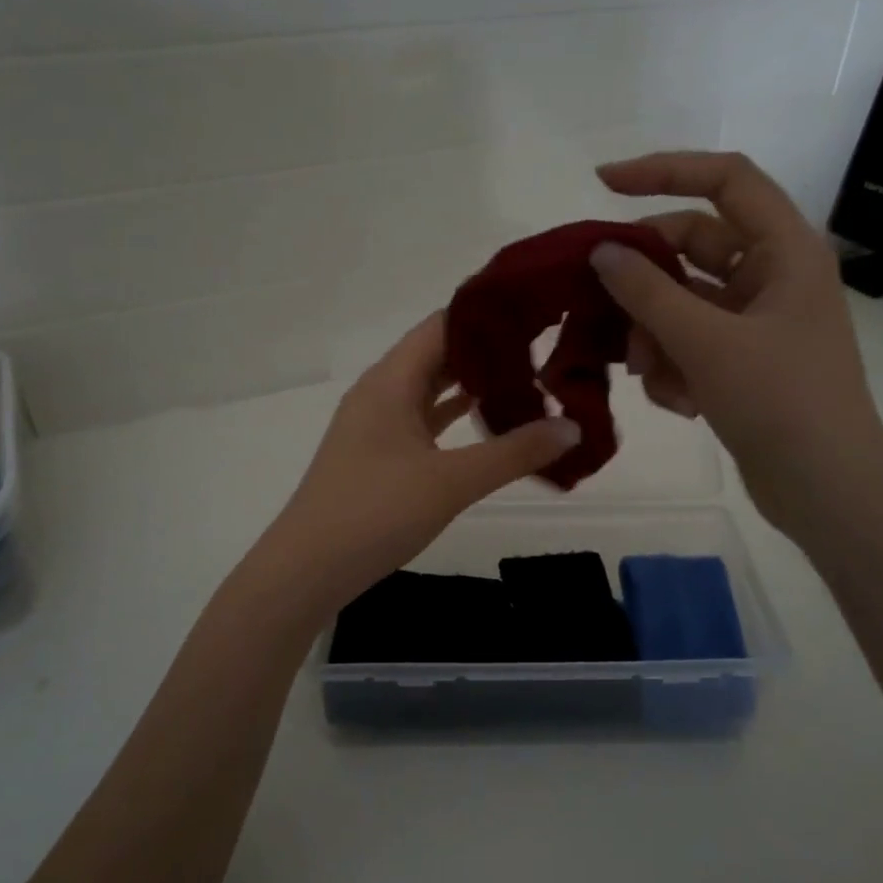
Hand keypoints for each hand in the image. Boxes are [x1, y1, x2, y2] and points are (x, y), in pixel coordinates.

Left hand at [260, 313, 581, 610]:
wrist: (307, 569)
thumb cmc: (376, 512)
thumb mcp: (452, 481)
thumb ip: (514, 453)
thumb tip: (574, 428)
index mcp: (391, 380)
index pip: (444, 324)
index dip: (488, 316)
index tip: (537, 313)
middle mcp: (380, 391)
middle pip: (438, 353)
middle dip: (488, 351)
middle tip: (545, 348)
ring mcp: (375, 424)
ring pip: (430, 389)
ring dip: (472, 385)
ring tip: (528, 381)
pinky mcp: (376, 454)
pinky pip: (421, 420)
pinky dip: (453, 417)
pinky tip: (486, 423)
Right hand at [587, 151, 882, 534]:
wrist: (825, 488)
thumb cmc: (778, 400)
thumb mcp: (705, 341)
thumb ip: (647, 291)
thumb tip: (600, 252)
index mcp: (784, 250)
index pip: (724, 180)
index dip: (664, 171)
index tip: (602, 184)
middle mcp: (772, 276)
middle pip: (691, 249)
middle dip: (646, 284)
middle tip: (603, 310)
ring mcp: (757, 322)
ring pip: (683, 303)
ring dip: (655, 335)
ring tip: (651, 377)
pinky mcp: (743, 362)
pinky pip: (692, 344)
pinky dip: (675, 368)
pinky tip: (679, 404)